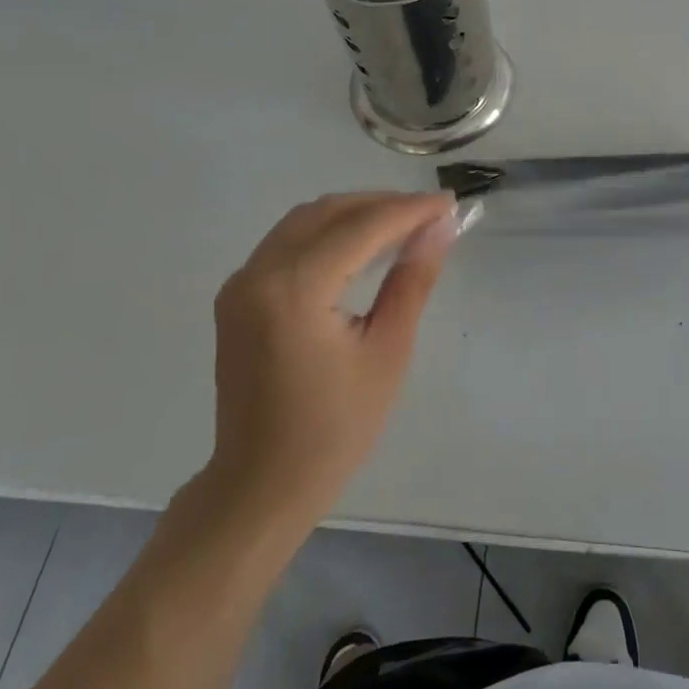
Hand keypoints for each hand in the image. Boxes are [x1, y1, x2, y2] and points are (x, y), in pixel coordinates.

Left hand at [196, 191, 460, 541]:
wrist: (261, 484)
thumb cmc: (335, 428)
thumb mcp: (388, 351)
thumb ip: (412, 280)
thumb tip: (440, 228)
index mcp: (294, 289)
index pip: (362, 227)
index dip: (411, 210)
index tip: (450, 204)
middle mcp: (258, 273)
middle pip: (330, 212)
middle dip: (383, 205)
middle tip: (431, 215)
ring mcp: (241, 283)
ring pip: (306, 220)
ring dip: (356, 214)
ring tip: (404, 226)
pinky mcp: (238, 296)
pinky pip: (288, 242)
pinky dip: (329, 233)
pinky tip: (361, 247)